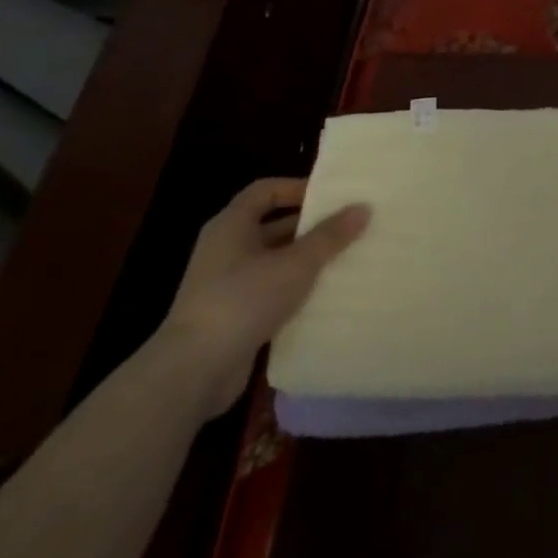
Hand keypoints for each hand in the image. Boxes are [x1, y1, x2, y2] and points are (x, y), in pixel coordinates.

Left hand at [153, 178, 370, 417]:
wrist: (194, 370)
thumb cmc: (243, 300)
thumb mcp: (296, 263)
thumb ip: (330, 236)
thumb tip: (362, 207)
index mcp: (231, 226)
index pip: (265, 191)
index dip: (298, 188)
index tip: (334, 196)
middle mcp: (226, 249)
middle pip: (273, 226)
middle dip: (312, 226)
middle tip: (351, 227)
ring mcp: (227, 284)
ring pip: (276, 261)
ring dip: (308, 260)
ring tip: (348, 259)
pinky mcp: (234, 314)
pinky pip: (272, 290)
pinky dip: (297, 289)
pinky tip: (327, 295)